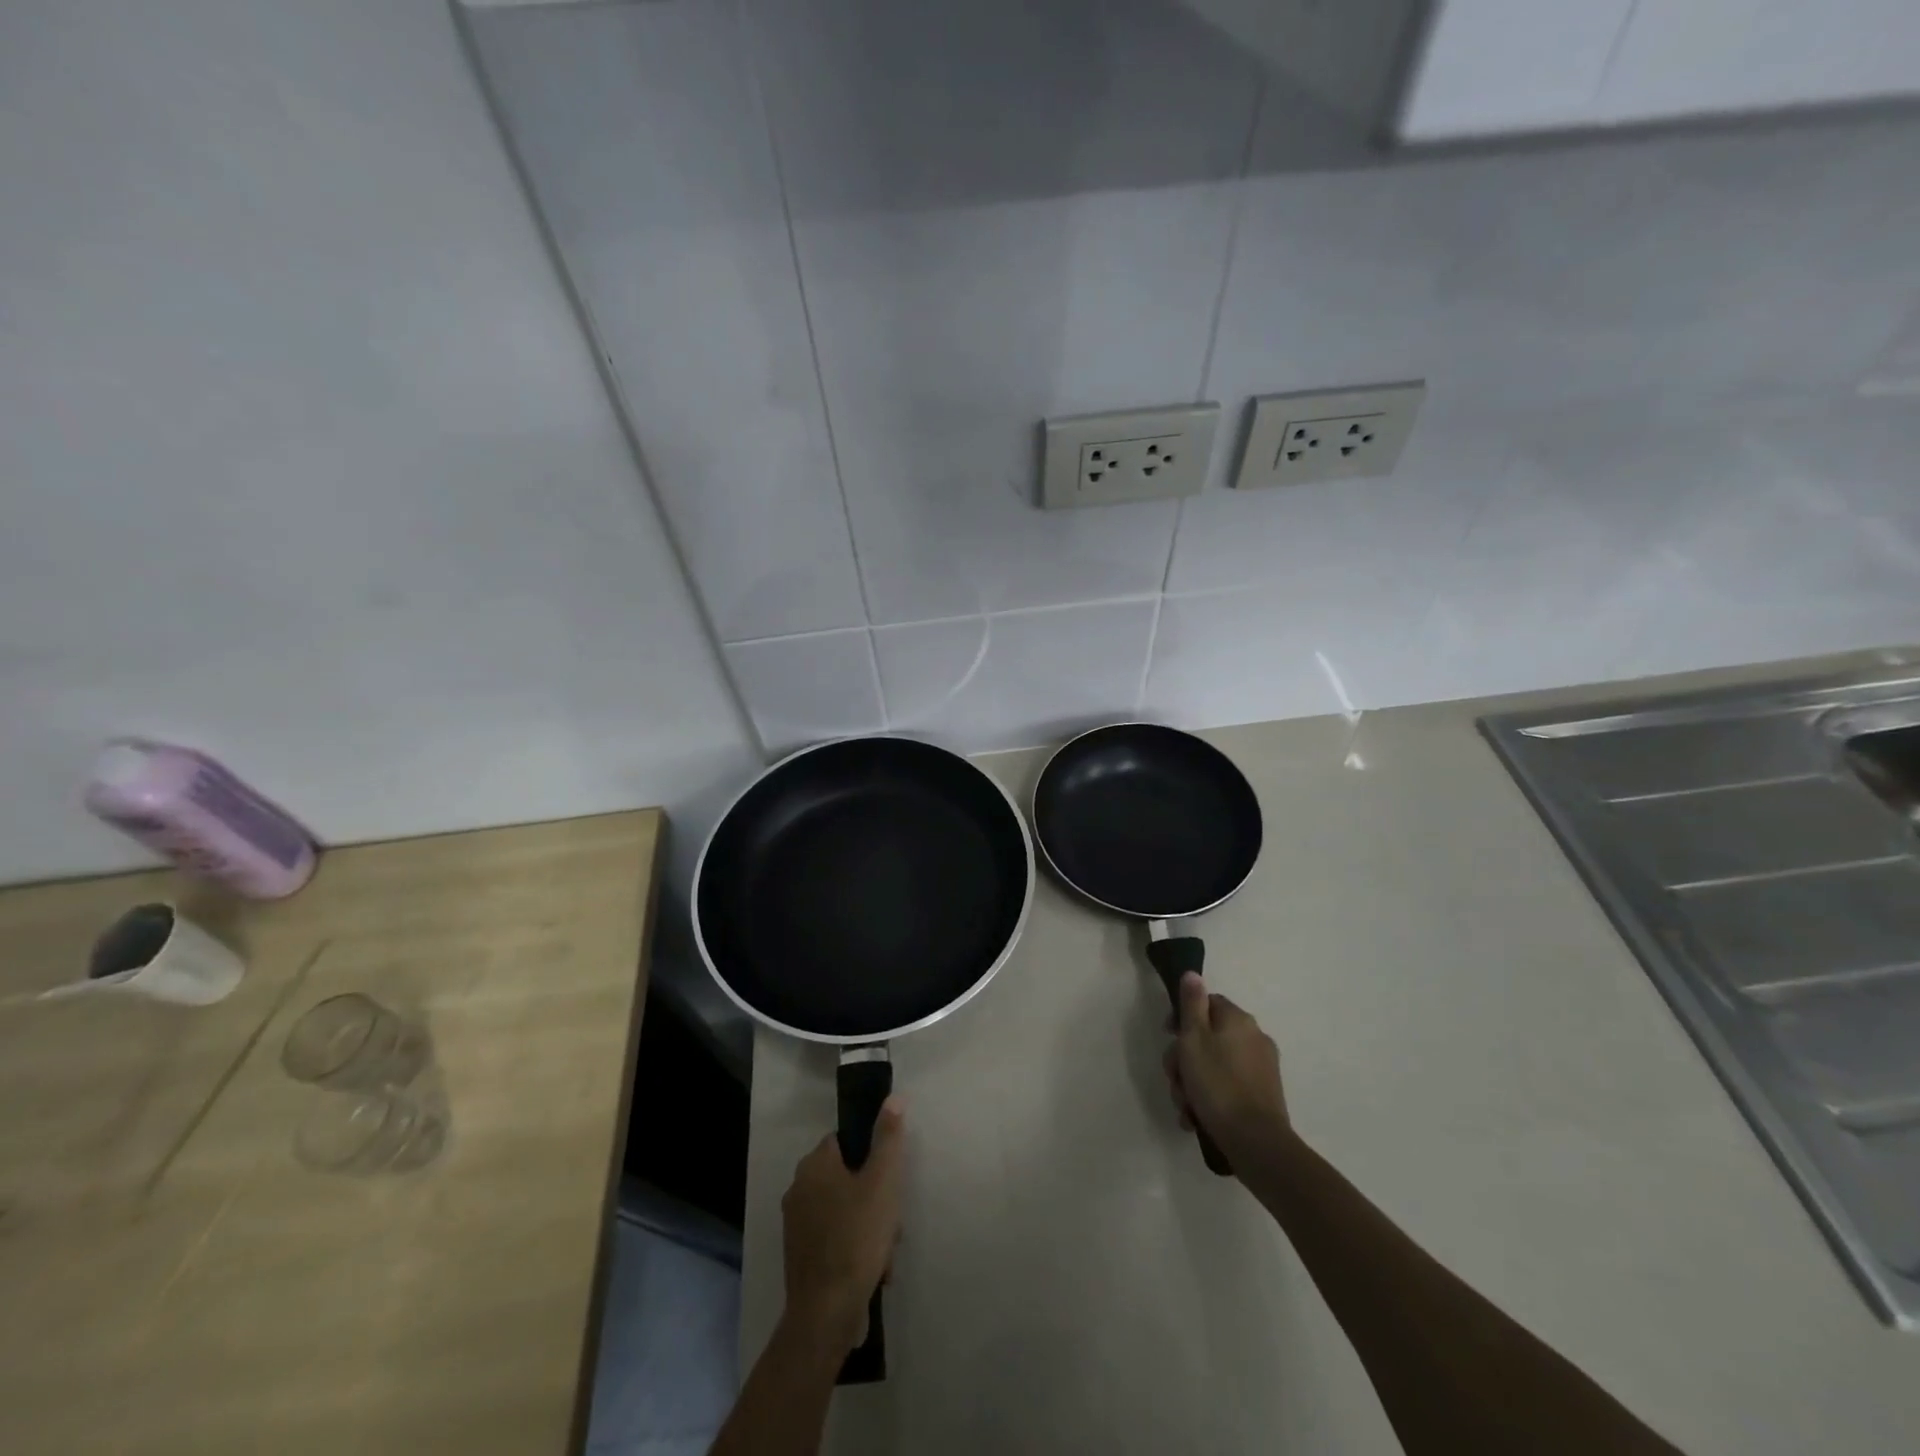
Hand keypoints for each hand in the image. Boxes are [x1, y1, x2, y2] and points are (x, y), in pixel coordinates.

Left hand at [780, 1097, 906, 1351]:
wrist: (825, 1314)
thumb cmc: (856, 1238)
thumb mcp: (883, 1181)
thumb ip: (888, 1137)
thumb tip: (893, 1098)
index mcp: (814, 1164)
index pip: (846, 1140)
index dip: (872, 1156)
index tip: (889, 1180)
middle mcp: (799, 1188)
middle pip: (847, 1177)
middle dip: (874, 1198)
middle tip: (892, 1222)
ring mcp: (796, 1223)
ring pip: (844, 1209)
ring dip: (868, 1225)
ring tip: (885, 1253)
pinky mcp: (800, 1255)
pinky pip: (834, 1236)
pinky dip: (853, 1247)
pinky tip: (872, 1270)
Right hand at [1164, 972, 1291, 1167]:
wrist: (1256, 1143)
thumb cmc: (1217, 1084)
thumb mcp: (1194, 1039)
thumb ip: (1192, 1004)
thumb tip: (1193, 973)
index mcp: (1238, 1020)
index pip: (1206, 1003)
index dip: (1182, 1018)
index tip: (1168, 1037)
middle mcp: (1254, 1038)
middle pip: (1207, 1037)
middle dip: (1184, 1059)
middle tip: (1174, 1079)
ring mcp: (1261, 1068)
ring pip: (1214, 1065)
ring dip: (1193, 1083)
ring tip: (1184, 1106)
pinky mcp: (1262, 1095)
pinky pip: (1227, 1087)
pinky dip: (1210, 1098)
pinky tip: (1196, 1118)